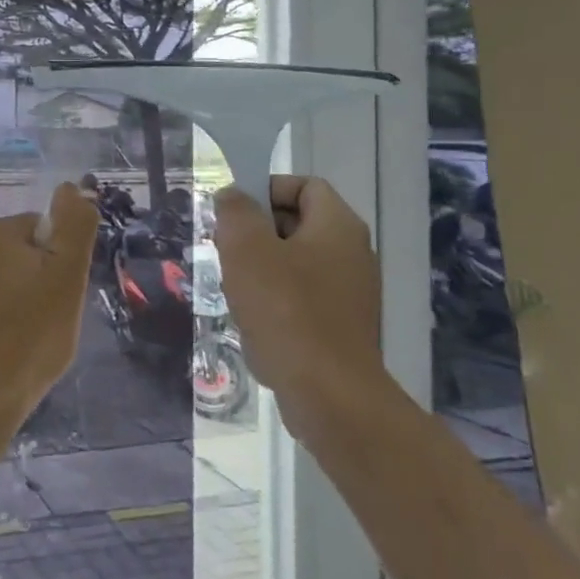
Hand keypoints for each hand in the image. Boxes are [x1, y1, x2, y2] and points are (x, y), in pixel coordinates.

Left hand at [0, 182, 98, 426]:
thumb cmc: (29, 336)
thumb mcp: (67, 277)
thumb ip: (74, 226)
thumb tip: (70, 187)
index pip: (43, 231)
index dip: (59, 264)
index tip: (59, 297)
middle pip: (19, 253)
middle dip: (36, 280)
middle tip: (46, 320)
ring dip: (15, 299)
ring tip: (23, 337)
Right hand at [211, 176, 383, 425]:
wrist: (329, 394)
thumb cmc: (285, 310)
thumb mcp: (246, 249)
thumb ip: (236, 212)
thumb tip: (233, 195)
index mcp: (338, 225)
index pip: (304, 185)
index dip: (267, 189)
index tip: (234, 214)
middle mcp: (353, 253)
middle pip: (298, 223)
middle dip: (257, 232)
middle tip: (226, 250)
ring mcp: (352, 293)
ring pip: (297, 263)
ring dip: (262, 269)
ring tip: (235, 288)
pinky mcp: (343, 327)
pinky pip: (303, 297)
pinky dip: (276, 300)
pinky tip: (254, 320)